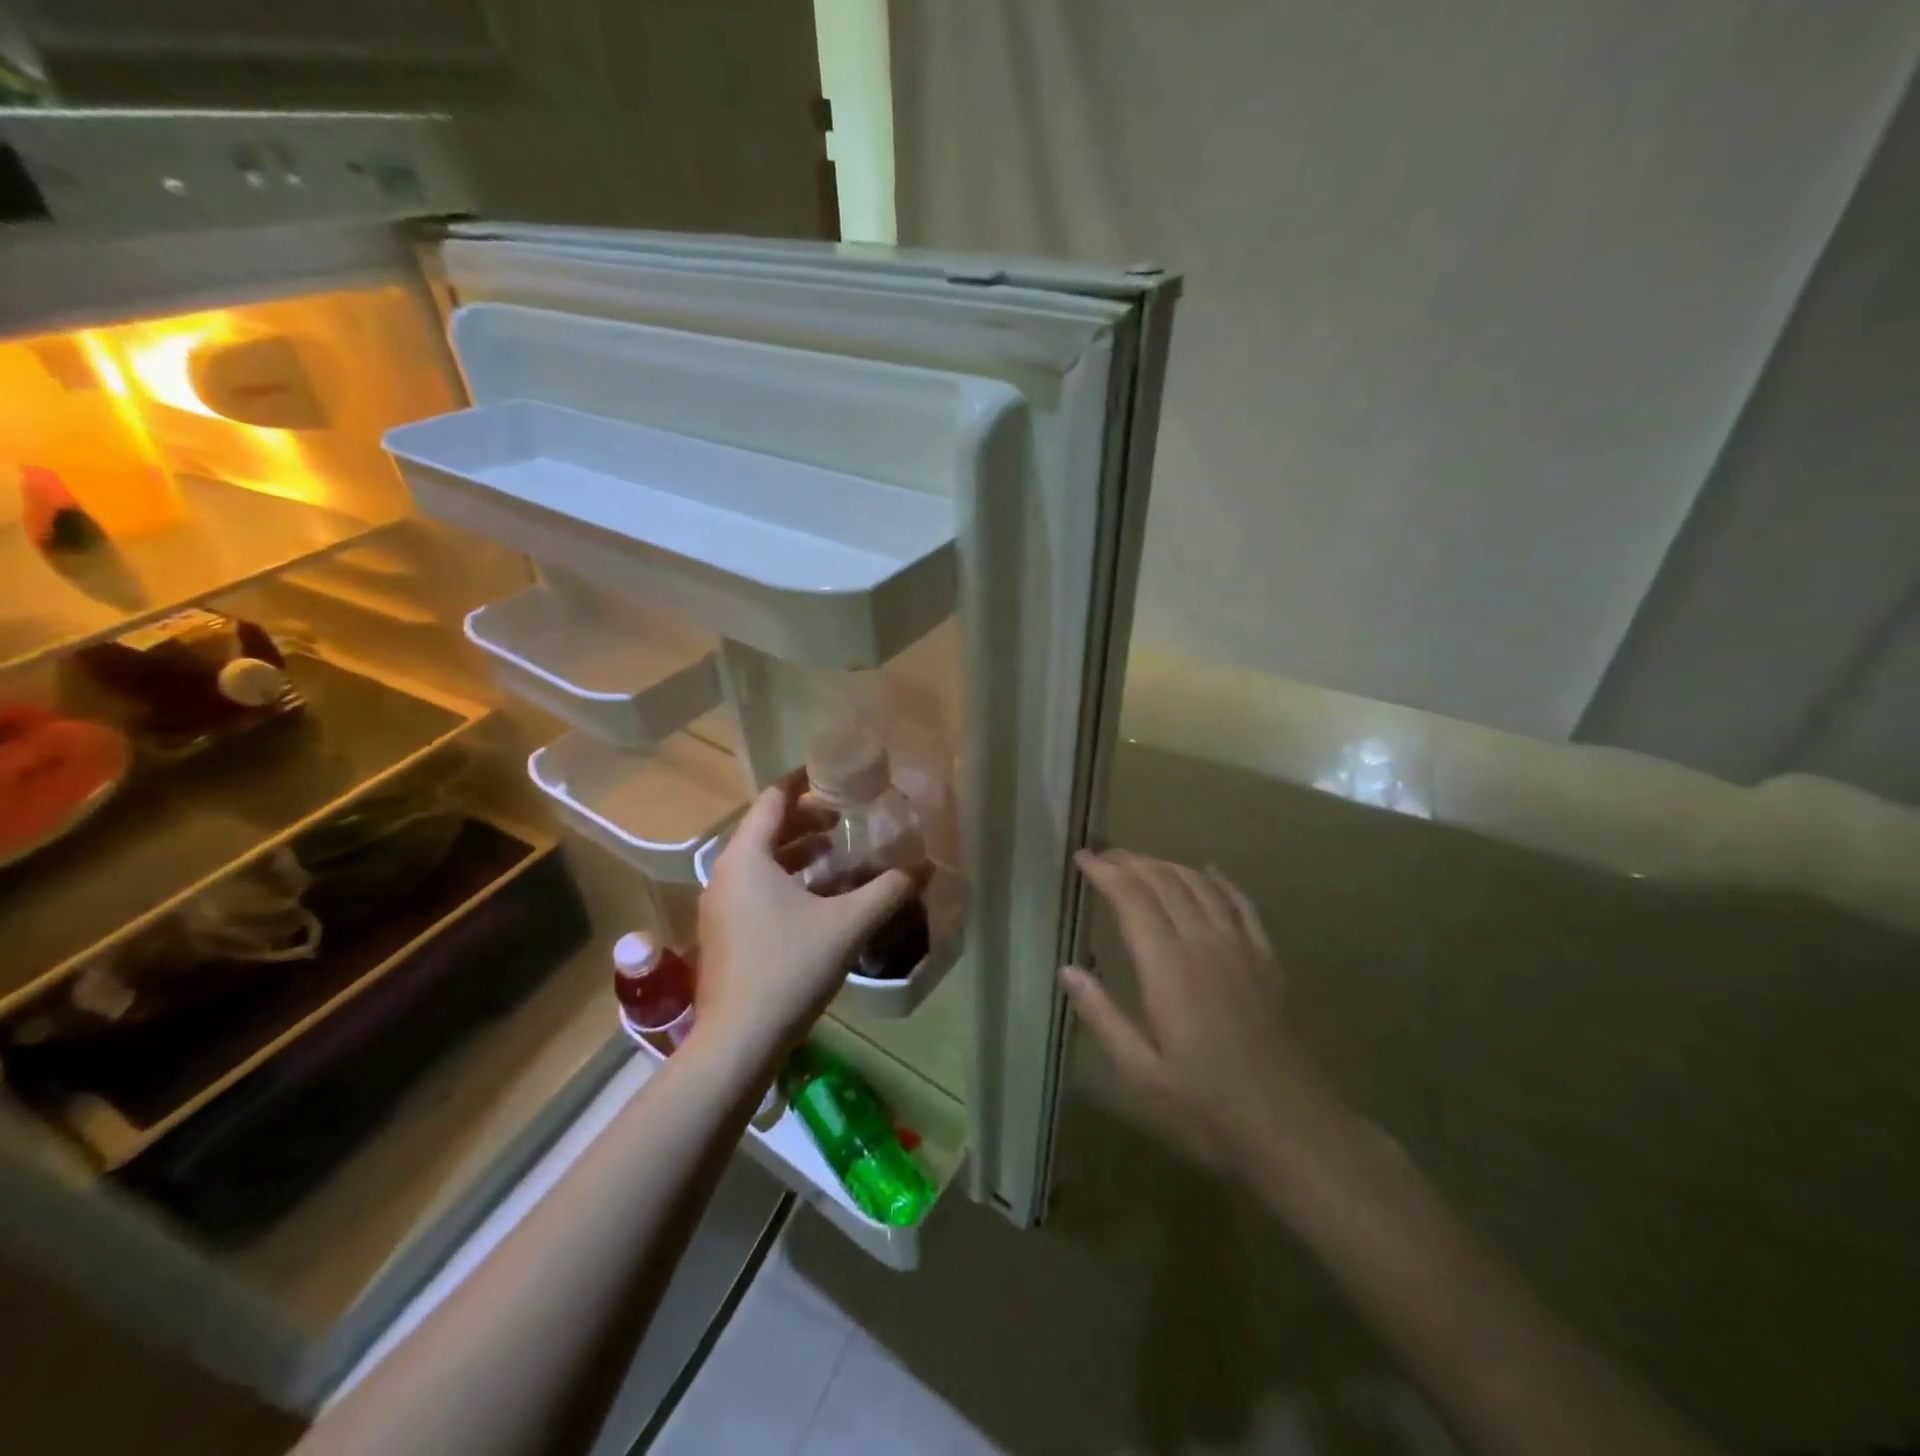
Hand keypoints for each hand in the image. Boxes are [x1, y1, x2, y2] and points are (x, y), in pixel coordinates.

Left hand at [694, 769, 919, 1065]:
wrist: (738, 1043)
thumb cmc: (789, 968)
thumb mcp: (847, 924)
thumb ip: (887, 890)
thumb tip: (923, 867)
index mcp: (746, 858)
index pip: (772, 800)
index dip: (802, 782)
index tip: (834, 774)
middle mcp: (725, 875)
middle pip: (766, 830)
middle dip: (807, 820)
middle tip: (846, 818)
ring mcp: (721, 907)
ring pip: (762, 864)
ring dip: (799, 854)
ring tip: (838, 854)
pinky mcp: (725, 935)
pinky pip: (757, 891)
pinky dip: (788, 882)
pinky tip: (821, 899)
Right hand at [1063, 851, 1365, 1213]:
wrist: (1294, 1129)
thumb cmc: (1208, 1108)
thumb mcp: (1142, 1074)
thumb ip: (1102, 1017)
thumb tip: (1068, 970)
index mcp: (1168, 969)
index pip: (1133, 899)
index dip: (1106, 873)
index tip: (1082, 858)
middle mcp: (1204, 944)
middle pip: (1165, 882)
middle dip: (1131, 862)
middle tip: (1104, 855)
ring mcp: (1241, 948)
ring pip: (1201, 885)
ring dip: (1168, 865)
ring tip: (1142, 862)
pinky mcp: (1267, 960)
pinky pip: (1241, 904)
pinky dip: (1219, 880)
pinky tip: (1208, 870)